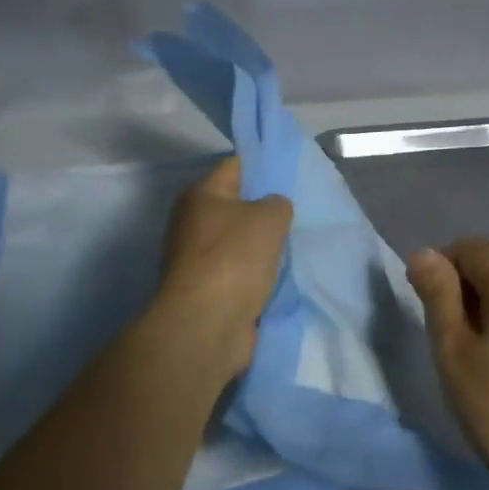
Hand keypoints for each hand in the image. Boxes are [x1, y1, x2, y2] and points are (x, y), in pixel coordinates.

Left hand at [154, 156, 293, 382]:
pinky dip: (256, 274)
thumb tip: (272, 209)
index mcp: (200, 195)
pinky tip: (279, 275)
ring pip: (238, 242)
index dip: (262, 165)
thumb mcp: (270, 217)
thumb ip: (277, 203)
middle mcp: (192, 223)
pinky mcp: (206, 291)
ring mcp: (197, 260)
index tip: (289, 171)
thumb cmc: (235, 257)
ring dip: (261, 246)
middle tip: (296, 211)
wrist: (207, 324)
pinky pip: (238, 272)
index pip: (235, 166)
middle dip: (264, 209)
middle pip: (235, 206)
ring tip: (293, 245)